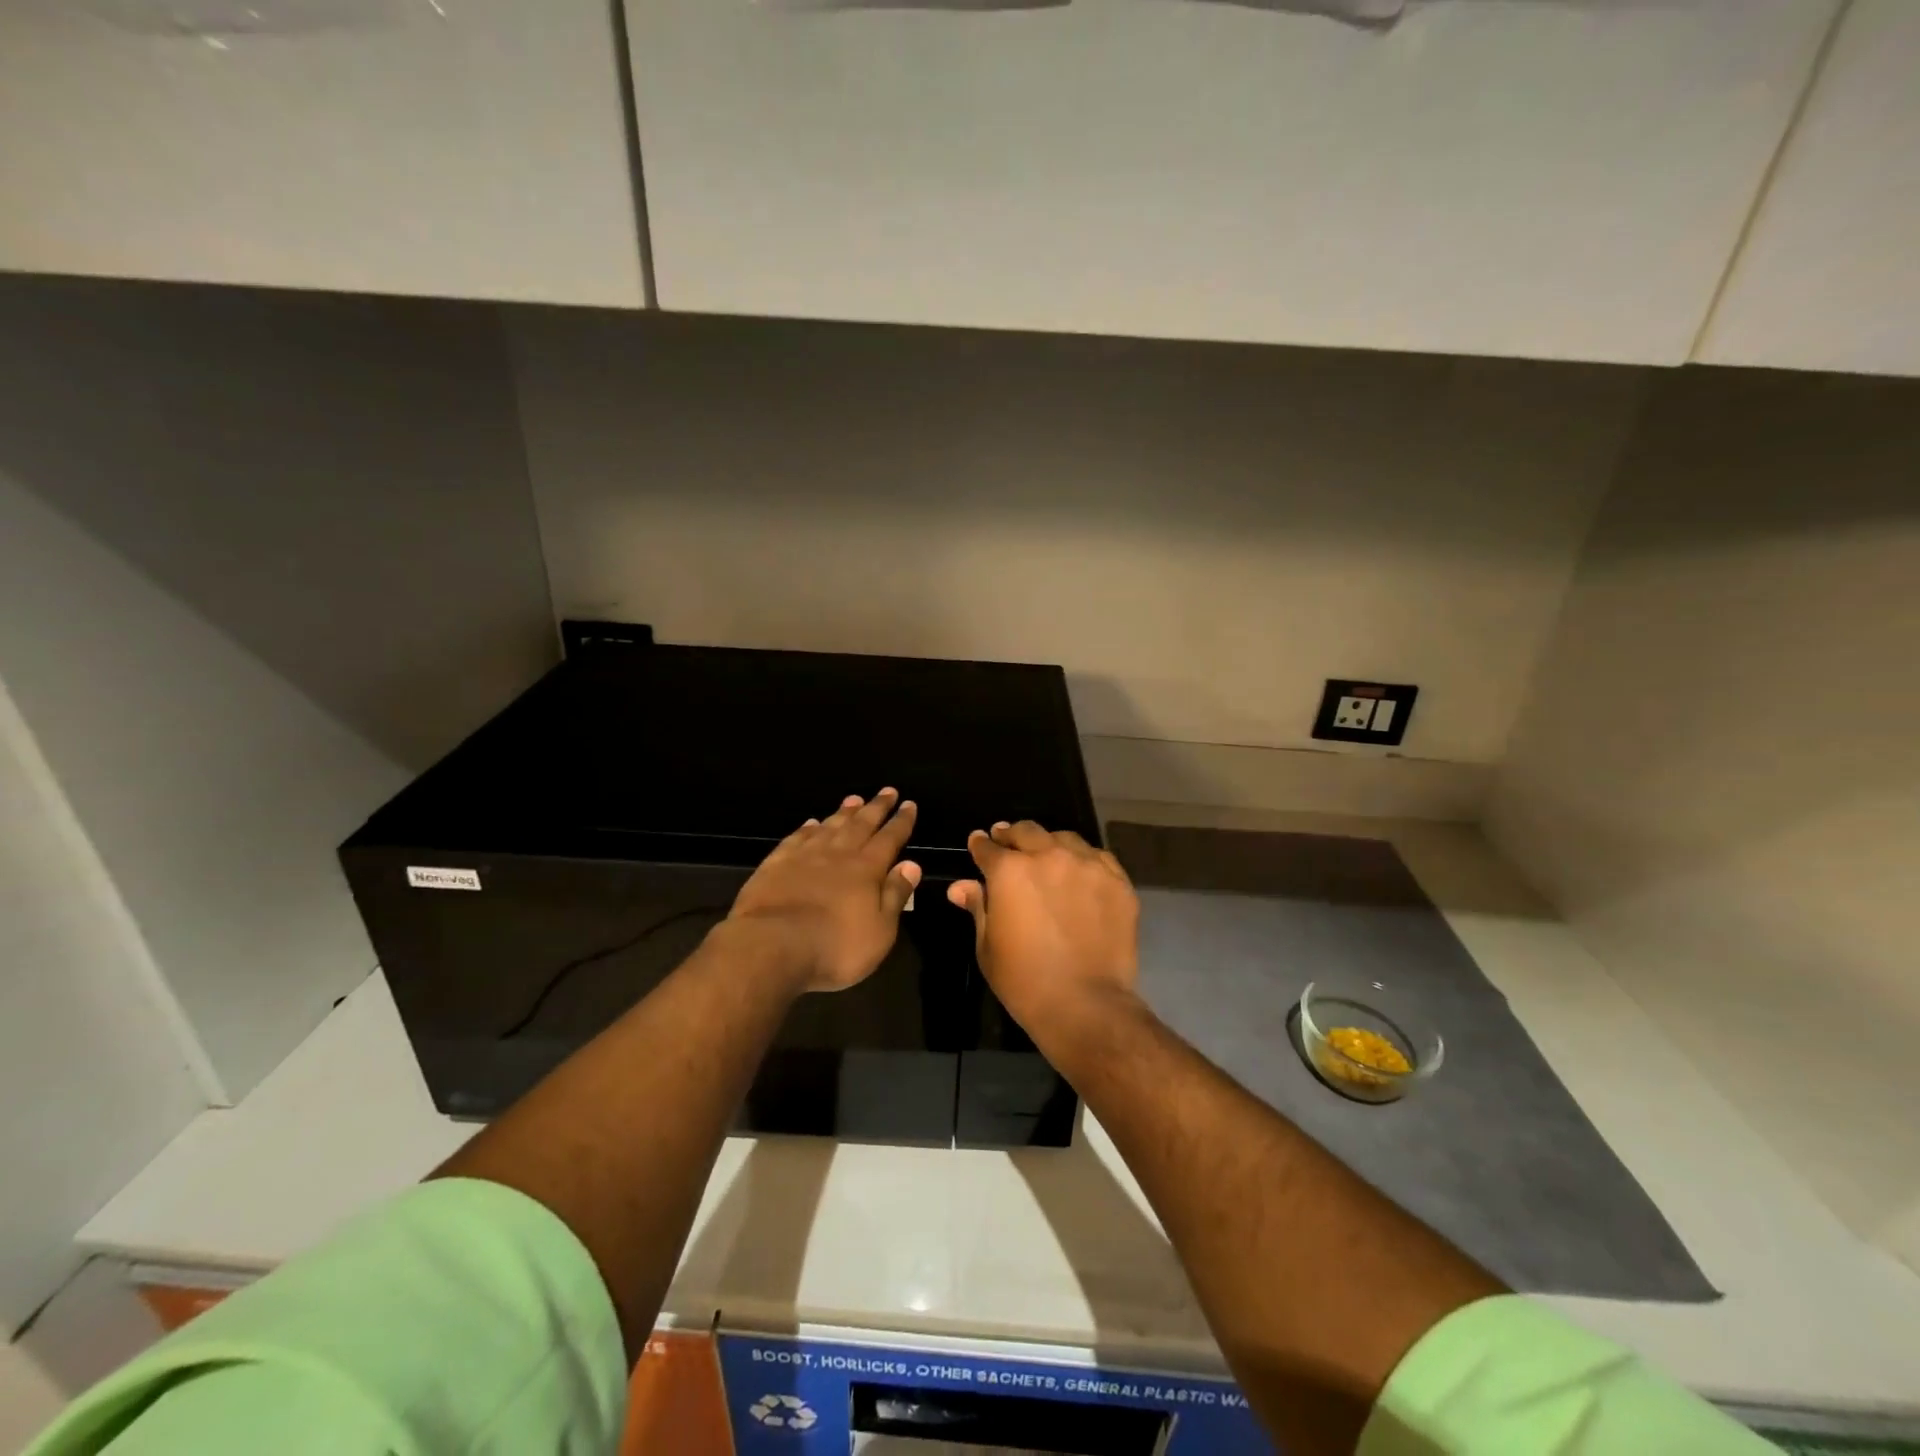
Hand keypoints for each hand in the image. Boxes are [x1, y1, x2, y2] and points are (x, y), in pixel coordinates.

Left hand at [728, 788, 921, 993]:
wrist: (771, 946)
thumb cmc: (835, 946)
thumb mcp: (880, 931)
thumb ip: (895, 895)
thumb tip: (912, 864)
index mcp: (866, 869)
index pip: (889, 838)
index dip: (901, 822)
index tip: (909, 804)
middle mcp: (837, 854)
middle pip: (861, 824)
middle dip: (876, 807)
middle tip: (887, 791)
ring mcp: (804, 856)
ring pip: (830, 826)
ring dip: (844, 812)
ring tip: (854, 799)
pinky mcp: (775, 865)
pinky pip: (796, 838)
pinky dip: (807, 828)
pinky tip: (811, 823)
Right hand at [947, 820, 1139, 1034]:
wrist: (1084, 1003)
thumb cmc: (1024, 980)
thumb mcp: (988, 946)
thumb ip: (978, 907)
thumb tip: (960, 887)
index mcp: (1010, 871)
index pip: (988, 848)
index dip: (981, 845)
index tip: (979, 843)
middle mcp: (1048, 856)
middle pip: (1027, 832)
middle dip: (1013, 835)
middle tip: (1008, 840)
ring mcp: (1087, 865)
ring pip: (1064, 838)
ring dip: (1050, 843)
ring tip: (1047, 855)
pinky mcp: (1117, 881)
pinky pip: (1097, 857)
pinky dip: (1084, 860)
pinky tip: (1080, 873)